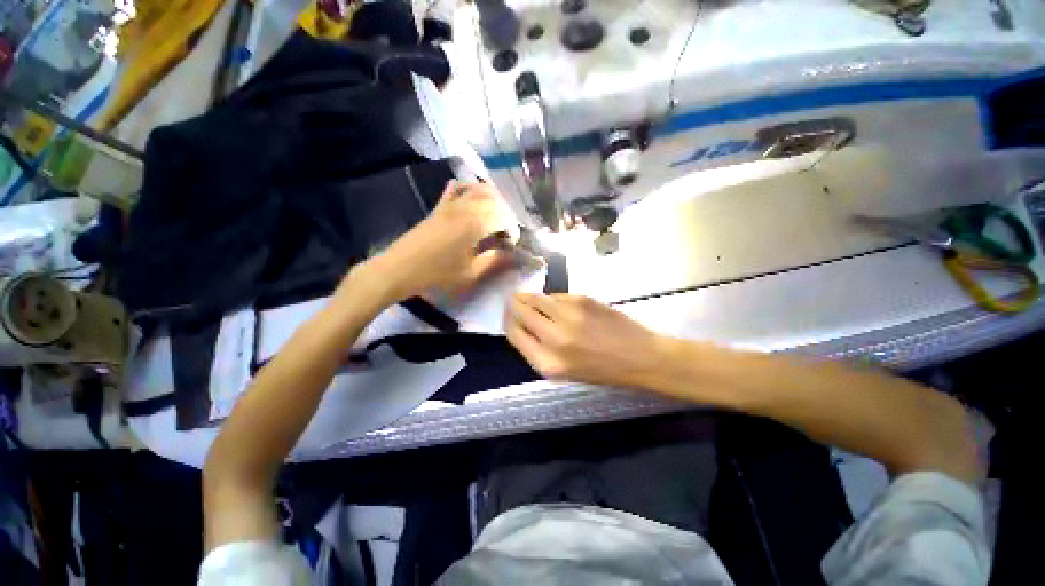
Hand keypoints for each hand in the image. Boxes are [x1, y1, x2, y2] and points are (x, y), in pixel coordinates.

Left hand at [360, 181, 515, 302]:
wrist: (399, 269)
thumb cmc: (437, 274)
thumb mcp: (470, 273)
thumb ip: (493, 260)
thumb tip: (511, 254)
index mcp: (474, 223)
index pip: (503, 217)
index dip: (512, 229)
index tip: (511, 244)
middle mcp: (465, 207)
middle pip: (494, 200)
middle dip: (506, 214)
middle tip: (505, 232)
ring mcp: (450, 204)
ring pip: (478, 189)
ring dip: (493, 199)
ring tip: (496, 216)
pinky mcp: (439, 206)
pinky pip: (456, 188)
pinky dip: (469, 188)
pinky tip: (473, 197)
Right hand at [504, 293, 664, 387]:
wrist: (639, 356)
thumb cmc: (602, 371)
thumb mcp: (565, 372)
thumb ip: (539, 350)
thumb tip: (523, 326)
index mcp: (548, 363)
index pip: (514, 334)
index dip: (507, 322)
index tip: (507, 316)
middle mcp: (553, 338)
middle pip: (520, 312)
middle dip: (513, 305)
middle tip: (513, 300)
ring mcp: (567, 316)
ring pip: (535, 299)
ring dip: (528, 296)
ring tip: (526, 296)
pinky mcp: (581, 300)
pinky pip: (556, 296)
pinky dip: (550, 298)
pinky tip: (553, 301)